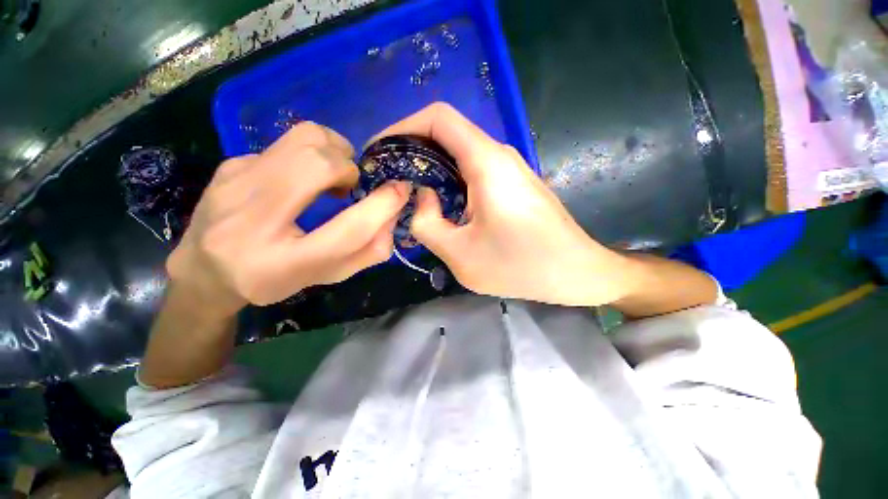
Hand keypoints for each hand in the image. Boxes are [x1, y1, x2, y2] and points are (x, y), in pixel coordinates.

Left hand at [167, 122, 408, 317]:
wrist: (205, 270)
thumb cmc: (273, 279)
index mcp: (285, 263)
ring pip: (302, 139)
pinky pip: (284, 145)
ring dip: (333, 151)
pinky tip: (299, 179)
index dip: (382, 206)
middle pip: (319, 165)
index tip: (400, 190)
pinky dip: (306, 156)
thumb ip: (367, 252)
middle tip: (350, 185)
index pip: (348, 229)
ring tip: (332, 174)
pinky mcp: (229, 165)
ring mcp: (235, 185)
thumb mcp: (326, 276)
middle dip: (350, 168)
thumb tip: (392, 217)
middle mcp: (253, 221)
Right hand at [371, 103, 631, 305]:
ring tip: (410, 195)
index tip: (380, 152)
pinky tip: (441, 206)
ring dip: (431, 169)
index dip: (402, 127)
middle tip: (389, 179)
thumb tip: (421, 198)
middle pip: (446, 134)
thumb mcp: (461, 255)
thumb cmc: (521, 266)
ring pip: (459, 154)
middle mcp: (498, 155)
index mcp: (486, 162)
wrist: (575, 272)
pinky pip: (472, 171)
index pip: (438, 118)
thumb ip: (427, 224)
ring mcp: (508, 168)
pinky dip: (449, 181)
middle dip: (412, 151)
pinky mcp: (512, 184)